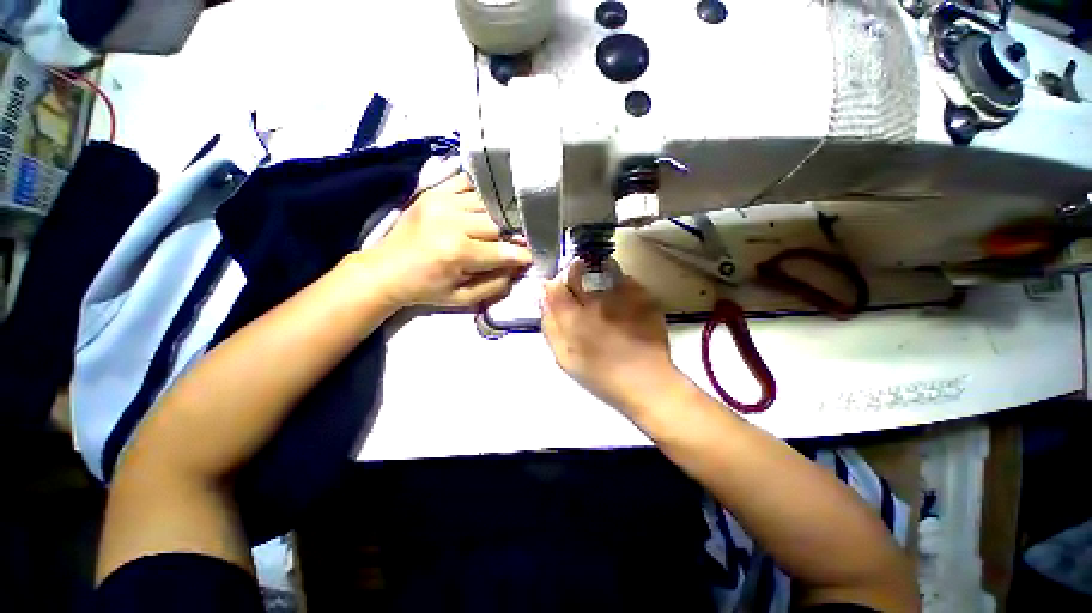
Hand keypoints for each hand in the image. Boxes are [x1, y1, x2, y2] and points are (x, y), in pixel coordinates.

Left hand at [369, 174, 531, 308]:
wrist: (385, 270)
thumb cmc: (426, 289)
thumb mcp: (463, 298)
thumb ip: (496, 284)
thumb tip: (519, 267)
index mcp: (457, 253)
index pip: (504, 251)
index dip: (522, 255)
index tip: (532, 257)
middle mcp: (451, 222)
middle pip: (498, 223)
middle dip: (510, 236)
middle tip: (513, 244)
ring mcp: (441, 201)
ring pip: (487, 203)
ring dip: (497, 216)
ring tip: (500, 227)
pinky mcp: (433, 191)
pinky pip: (467, 183)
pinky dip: (480, 194)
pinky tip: (483, 206)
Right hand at [541, 260, 683, 415]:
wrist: (646, 382)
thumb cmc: (601, 375)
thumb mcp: (564, 357)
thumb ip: (550, 326)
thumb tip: (543, 296)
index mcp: (574, 317)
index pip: (555, 286)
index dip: (554, 285)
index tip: (558, 292)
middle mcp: (596, 300)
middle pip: (578, 270)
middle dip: (574, 274)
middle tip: (580, 290)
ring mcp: (622, 295)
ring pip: (602, 269)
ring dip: (597, 276)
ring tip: (603, 295)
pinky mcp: (644, 296)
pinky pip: (625, 280)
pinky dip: (620, 286)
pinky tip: (623, 303)